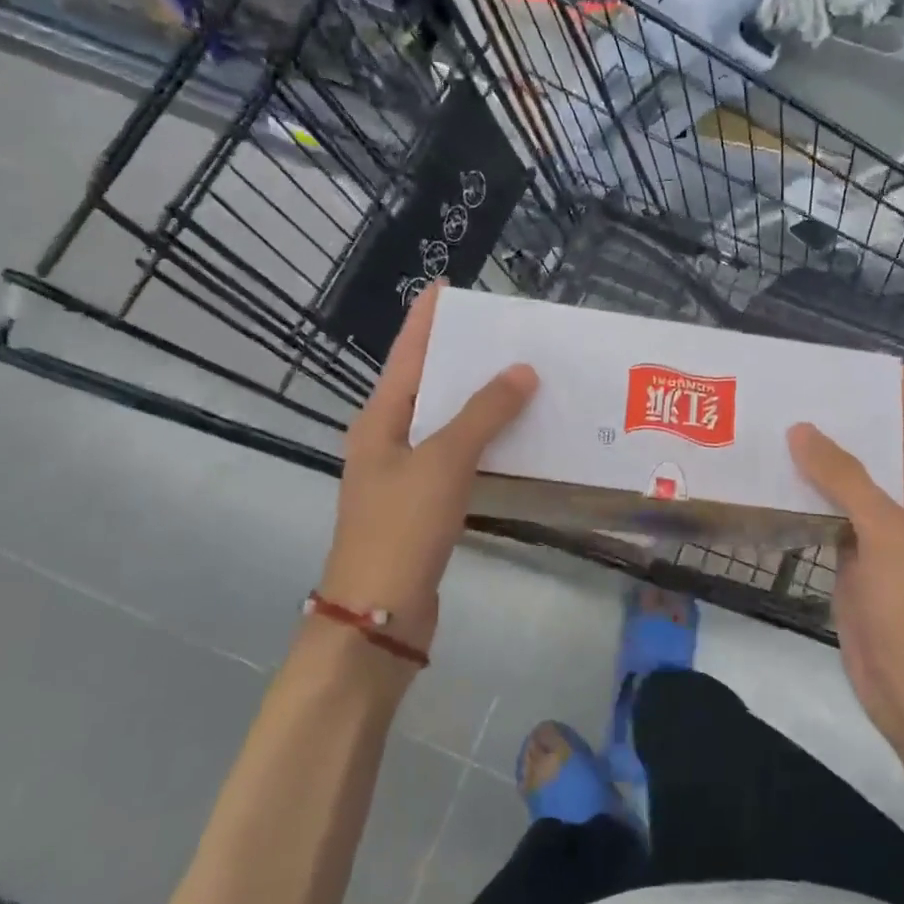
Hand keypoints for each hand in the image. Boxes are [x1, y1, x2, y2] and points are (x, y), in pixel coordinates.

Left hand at [315, 282, 537, 667]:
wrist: (379, 616)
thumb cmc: (402, 527)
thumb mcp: (444, 460)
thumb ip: (484, 413)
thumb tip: (522, 370)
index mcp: (379, 419)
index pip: (406, 354)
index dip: (427, 319)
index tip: (451, 287)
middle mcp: (388, 439)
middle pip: (428, 385)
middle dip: (464, 357)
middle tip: (509, 333)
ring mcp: (406, 474)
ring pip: (448, 423)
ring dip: (481, 401)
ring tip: (524, 376)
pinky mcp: (426, 505)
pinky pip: (460, 457)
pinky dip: (486, 442)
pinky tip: (517, 436)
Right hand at [787, 369, 903, 746]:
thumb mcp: (885, 532)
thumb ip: (846, 478)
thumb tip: (802, 429)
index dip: (888, 387)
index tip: (844, 361)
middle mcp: (900, 502)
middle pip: (871, 446)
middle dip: (837, 416)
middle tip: (788, 389)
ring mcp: (871, 532)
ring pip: (841, 480)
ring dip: (813, 456)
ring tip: (769, 425)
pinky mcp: (846, 558)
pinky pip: (822, 514)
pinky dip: (800, 495)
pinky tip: (768, 481)